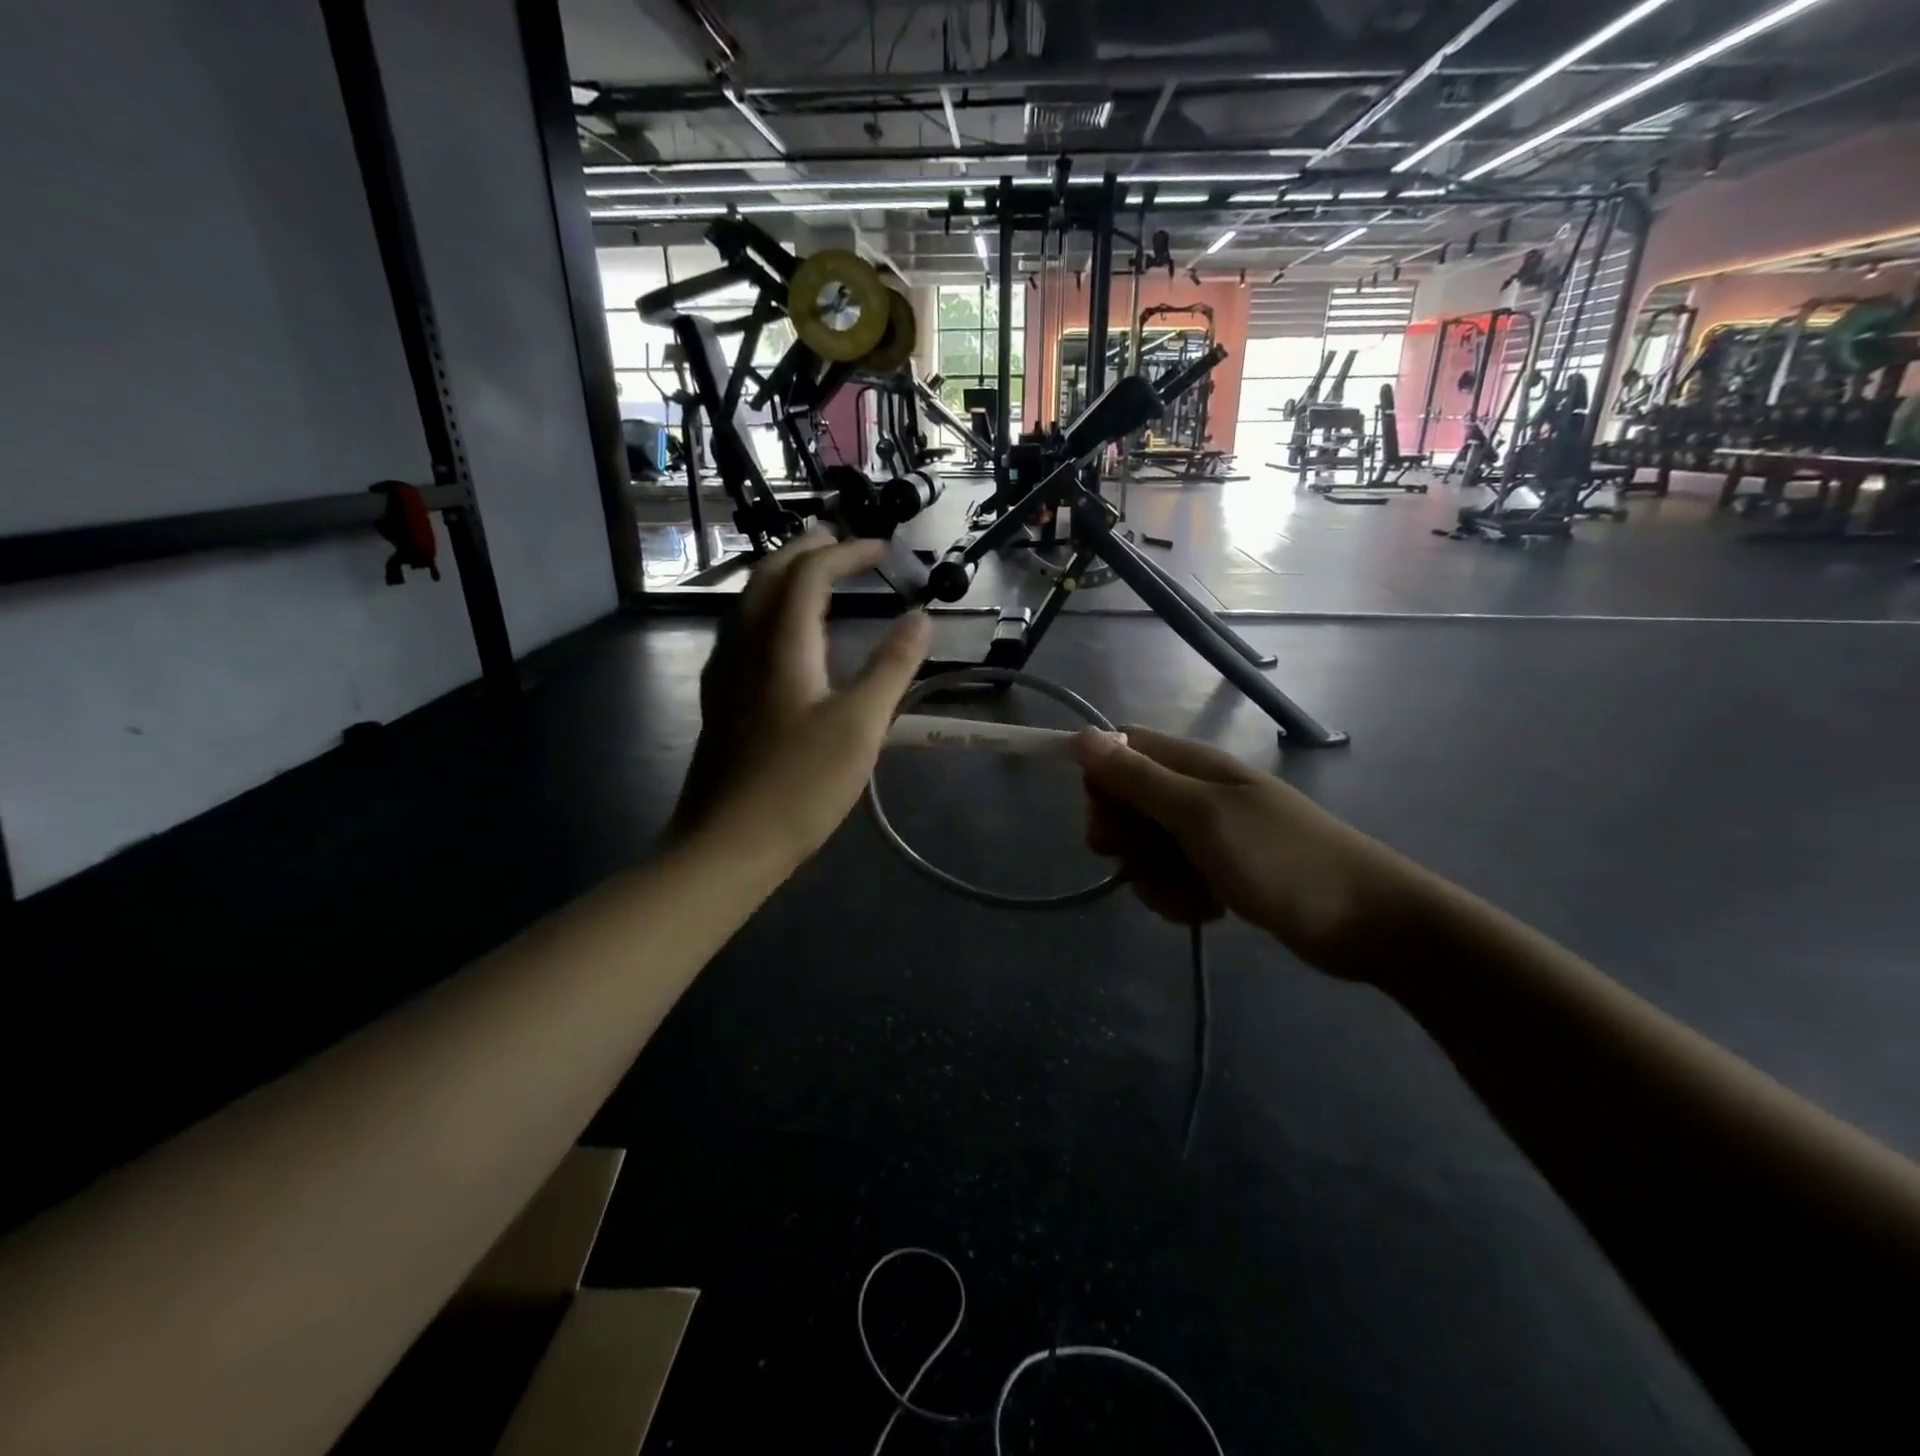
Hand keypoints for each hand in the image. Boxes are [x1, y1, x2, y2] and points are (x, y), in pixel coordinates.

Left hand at [671, 533, 930, 867]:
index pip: (809, 574)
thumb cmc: (801, 784)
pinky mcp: (720, 699)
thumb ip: (892, 667)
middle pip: (768, 576)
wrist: (728, 842)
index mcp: (781, 643)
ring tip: (813, 575)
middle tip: (839, 542)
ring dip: (782, 576)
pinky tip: (780, 634)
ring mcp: (725, 672)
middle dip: (805, 550)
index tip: (882, 549)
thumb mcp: (861, 725)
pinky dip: (767, 609)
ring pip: (748, 601)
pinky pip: (741, 630)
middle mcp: (745, 644)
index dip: (845, 553)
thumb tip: (921, 618)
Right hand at [1070, 726, 1421, 971]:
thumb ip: (1138, 780)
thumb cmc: (1281, 859)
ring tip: (1194, 895)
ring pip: (1145, 850)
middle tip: (1147, 858)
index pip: (1120, 752)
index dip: (1102, 782)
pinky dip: (1180, 897)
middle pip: (1126, 805)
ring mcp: (1207, 834)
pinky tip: (1209, 909)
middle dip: (1125, 840)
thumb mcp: (1200, 817)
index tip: (1108, 818)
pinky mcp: (1218, 871)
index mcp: (1191, 766)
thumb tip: (1081, 736)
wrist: (1366, 922)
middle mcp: (1194, 793)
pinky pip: (1171, 879)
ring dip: (1155, 878)